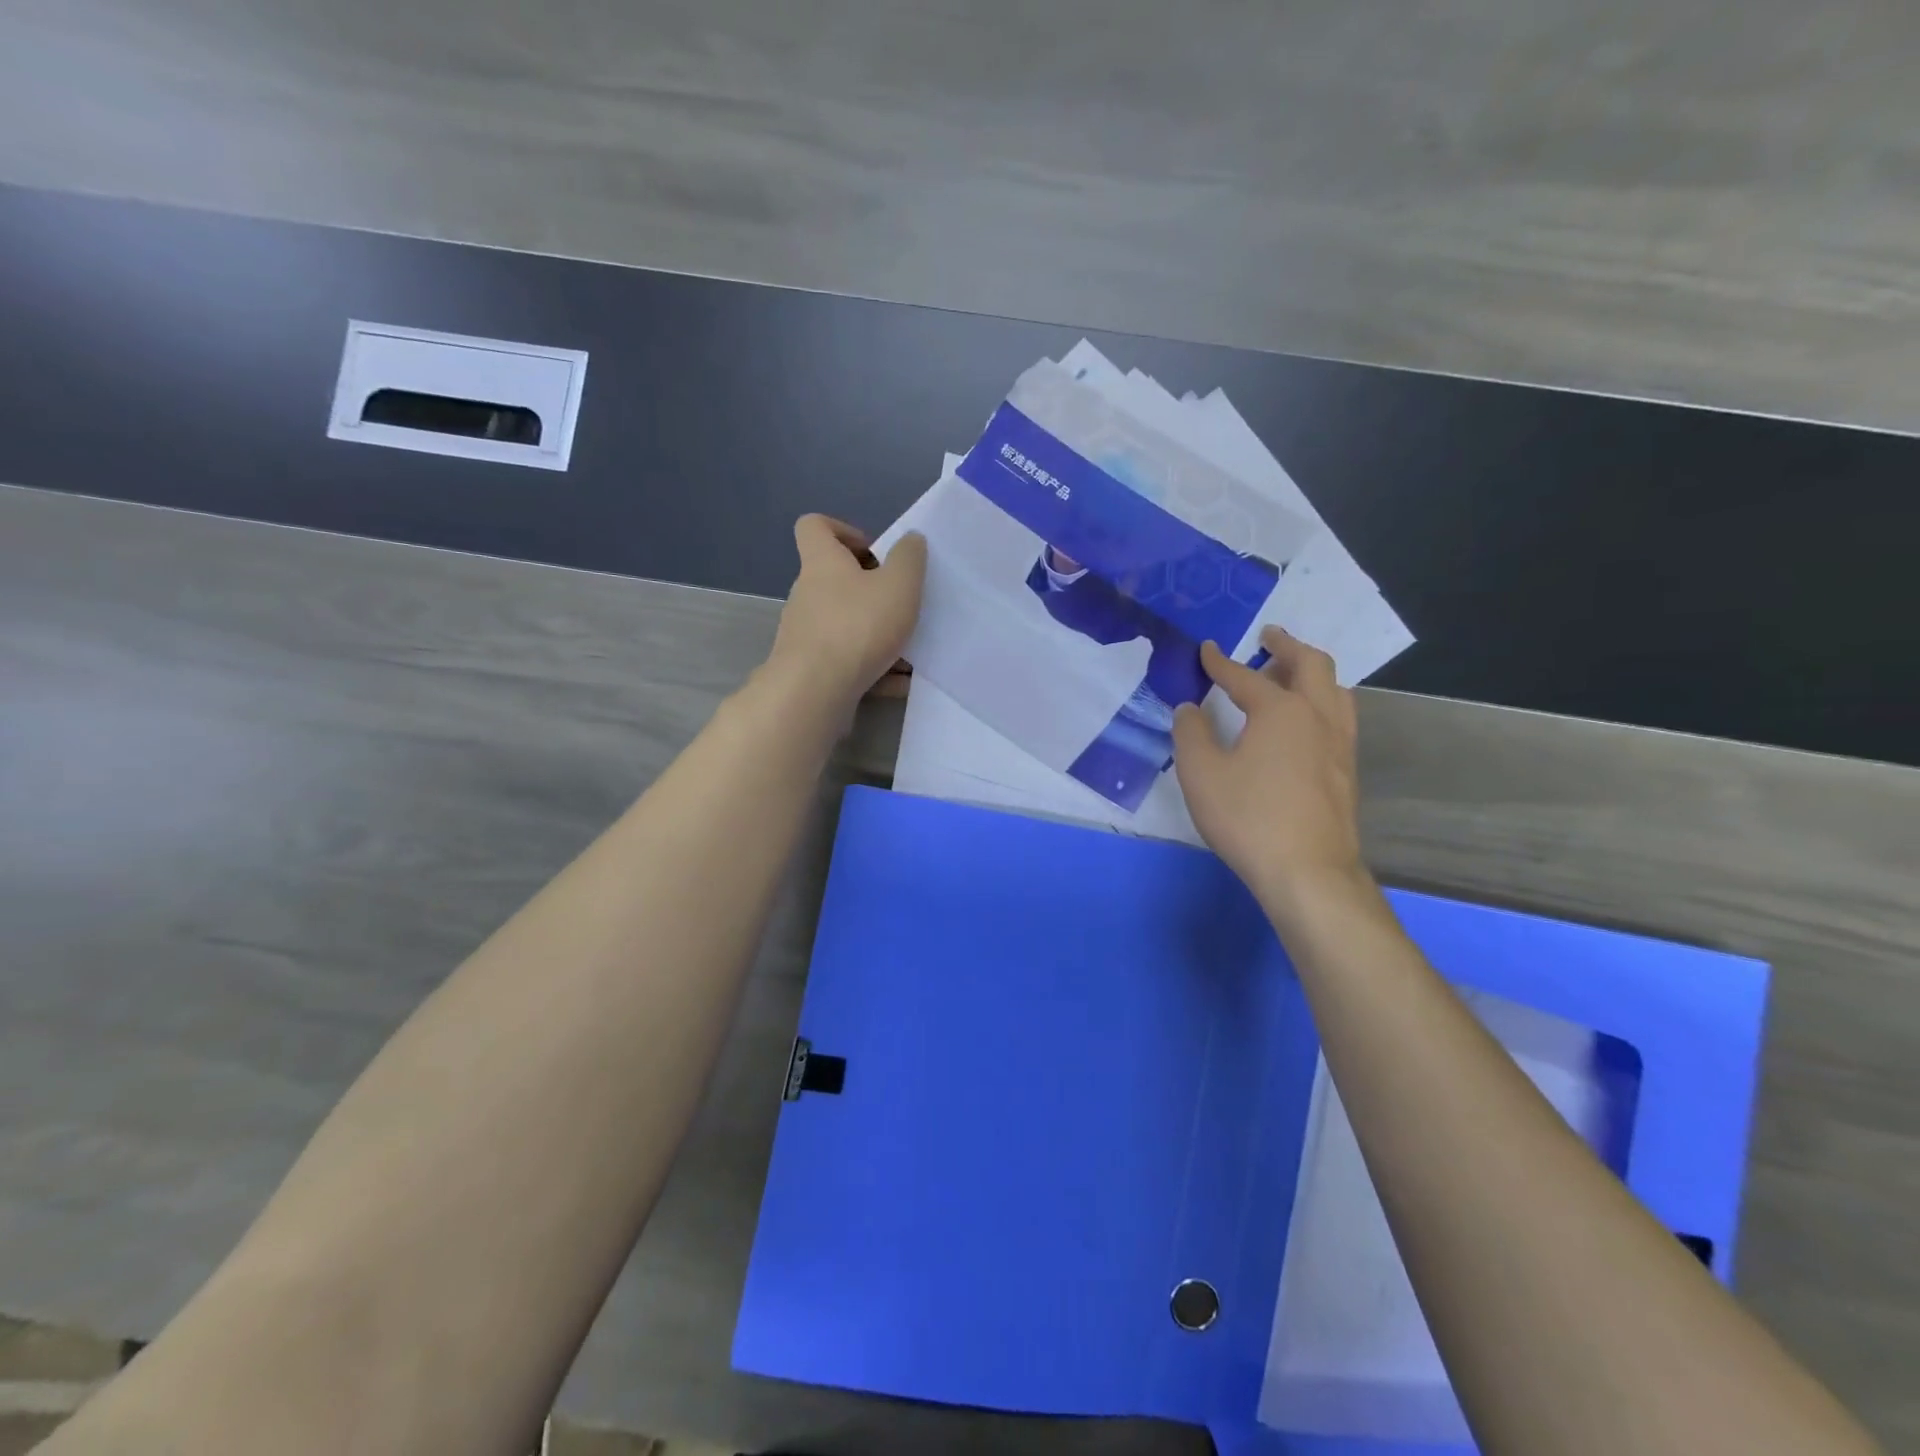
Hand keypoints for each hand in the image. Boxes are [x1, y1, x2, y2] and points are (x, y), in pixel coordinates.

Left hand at [766, 515, 926, 719]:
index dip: (843, 530)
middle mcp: (807, 595)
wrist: (815, 692)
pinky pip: (847, 662)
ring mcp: (806, 635)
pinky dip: (873, 669)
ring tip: (910, 650)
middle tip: (901, 602)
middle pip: (836, 580)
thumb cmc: (858, 627)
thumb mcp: (899, 585)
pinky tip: (901, 683)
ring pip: (845, 625)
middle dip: (871, 590)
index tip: (874, 551)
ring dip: (877, 634)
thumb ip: (909, 558)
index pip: (815, 526)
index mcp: (823, 563)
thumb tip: (910, 540)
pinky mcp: (811, 669)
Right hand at [1172, 628, 1369, 917]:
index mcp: (1280, 710)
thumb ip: (1191, 734)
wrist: (1308, 872)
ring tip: (1290, 676)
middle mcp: (1317, 716)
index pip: (1244, 676)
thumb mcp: (1201, 774)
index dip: (1220, 662)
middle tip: (1269, 637)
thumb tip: (1190, 709)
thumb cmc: (1249, 817)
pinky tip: (1305, 723)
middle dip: (1287, 646)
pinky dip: (1322, 701)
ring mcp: (1339, 744)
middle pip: (1311, 665)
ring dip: (1311, 673)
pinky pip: (1339, 717)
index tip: (1206, 649)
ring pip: (1335, 689)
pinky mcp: (1347, 770)